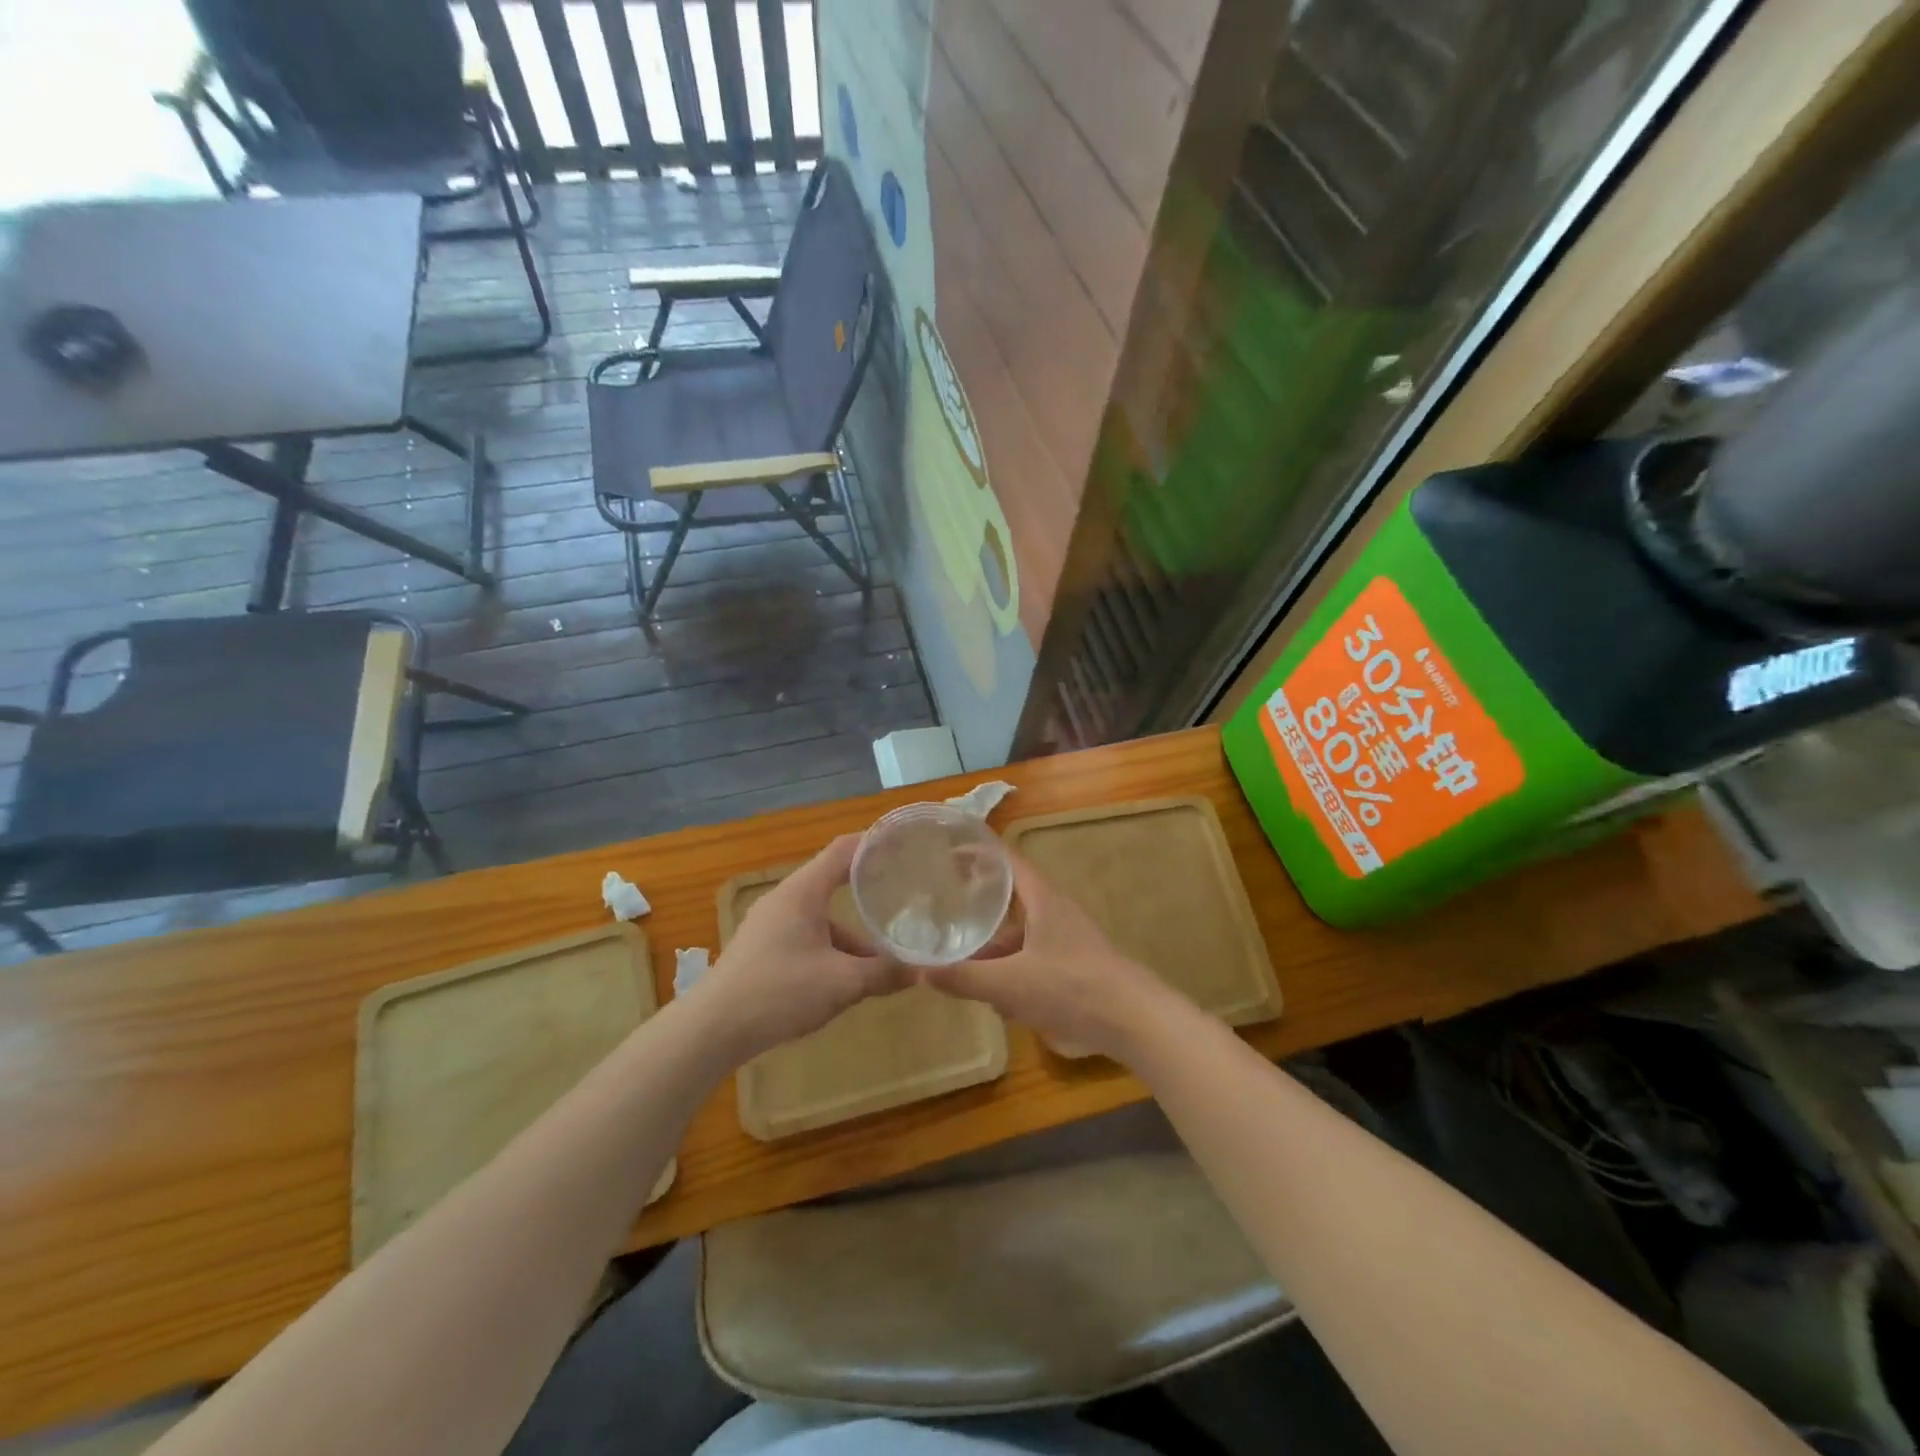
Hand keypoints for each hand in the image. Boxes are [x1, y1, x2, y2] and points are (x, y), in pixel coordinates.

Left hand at [686, 834, 908, 1065]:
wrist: (711, 1029)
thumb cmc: (779, 992)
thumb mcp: (842, 983)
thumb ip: (884, 973)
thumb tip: (921, 970)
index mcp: (803, 892)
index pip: (844, 850)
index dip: (874, 843)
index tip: (904, 844)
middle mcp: (785, 899)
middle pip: (832, 882)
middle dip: (867, 889)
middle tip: (902, 896)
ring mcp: (769, 924)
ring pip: (820, 917)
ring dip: (851, 933)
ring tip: (880, 959)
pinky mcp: (761, 948)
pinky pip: (806, 935)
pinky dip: (830, 949)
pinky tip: (844, 980)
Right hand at [919, 852, 1175, 1062]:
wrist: (1136, 1020)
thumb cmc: (1072, 988)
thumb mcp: (1010, 984)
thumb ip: (965, 978)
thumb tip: (919, 970)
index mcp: (1042, 899)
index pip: (1007, 859)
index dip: (978, 851)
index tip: (947, 851)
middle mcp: (1056, 911)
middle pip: (1012, 897)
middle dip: (980, 904)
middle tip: (944, 907)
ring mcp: (1068, 939)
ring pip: (1022, 933)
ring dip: (995, 946)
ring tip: (962, 961)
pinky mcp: (1076, 965)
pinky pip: (1034, 957)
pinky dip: (1012, 969)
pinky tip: (998, 999)